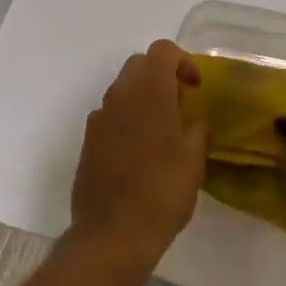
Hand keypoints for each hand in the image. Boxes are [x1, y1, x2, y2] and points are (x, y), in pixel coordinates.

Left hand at [70, 40, 207, 270]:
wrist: (113, 234)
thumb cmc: (162, 191)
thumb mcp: (194, 159)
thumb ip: (197, 130)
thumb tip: (194, 121)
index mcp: (148, 92)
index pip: (162, 51)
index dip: (183, 61)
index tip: (196, 88)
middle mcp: (118, 97)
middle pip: (139, 65)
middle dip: (162, 76)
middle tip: (182, 104)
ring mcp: (98, 120)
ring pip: (122, 90)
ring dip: (144, 98)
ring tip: (164, 131)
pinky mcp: (88, 143)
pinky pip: (111, 117)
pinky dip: (128, 121)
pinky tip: (142, 153)